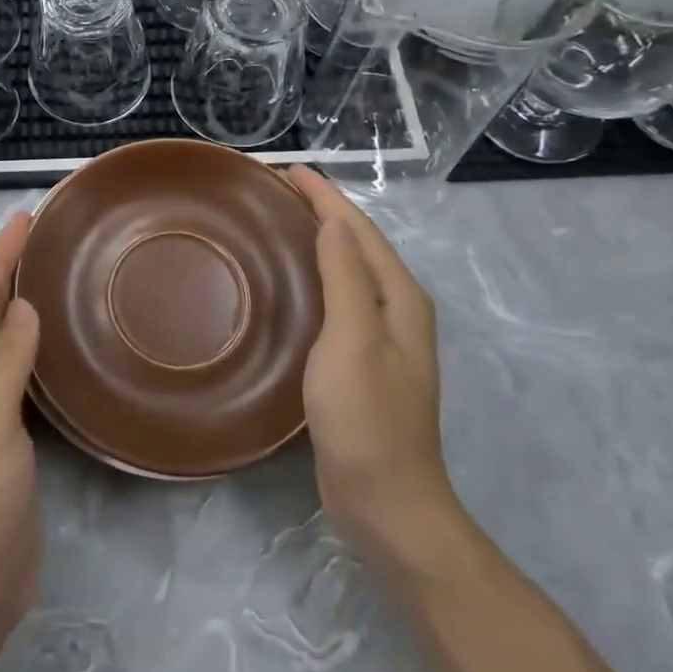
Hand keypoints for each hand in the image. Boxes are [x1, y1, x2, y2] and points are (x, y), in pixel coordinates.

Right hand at [288, 168, 459, 567]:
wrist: (386, 503)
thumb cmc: (367, 418)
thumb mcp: (354, 341)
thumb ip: (347, 277)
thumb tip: (333, 221)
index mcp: (399, 298)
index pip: (358, 229)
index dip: (324, 195)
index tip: (285, 168)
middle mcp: (396, 309)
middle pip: (356, 243)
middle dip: (321, 209)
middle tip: (273, 188)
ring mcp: (380, 337)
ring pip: (346, 269)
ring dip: (317, 238)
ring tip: (277, 220)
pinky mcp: (359, 360)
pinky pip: (336, 298)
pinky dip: (314, 273)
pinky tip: (288, 279)